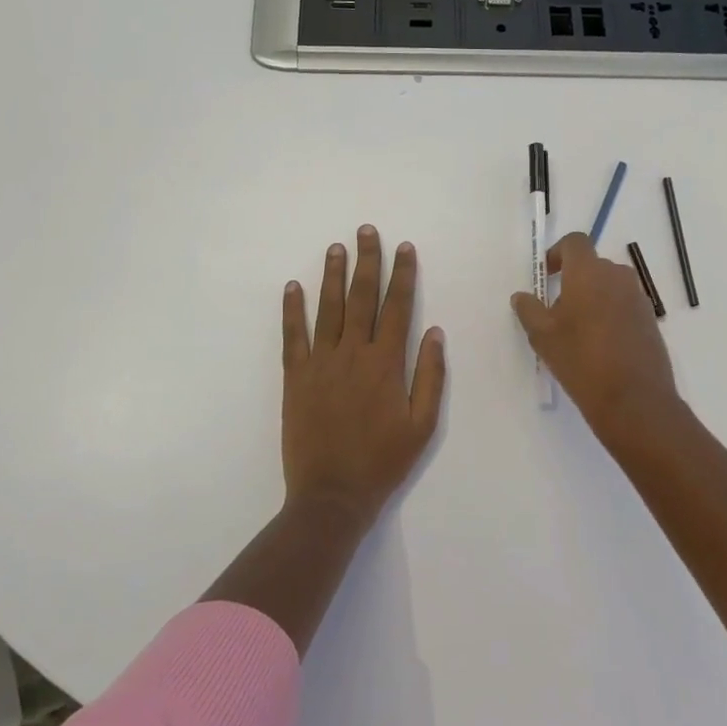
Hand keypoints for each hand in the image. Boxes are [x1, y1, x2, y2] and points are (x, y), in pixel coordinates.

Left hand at [281, 226, 446, 521]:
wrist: (331, 495)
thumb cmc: (383, 462)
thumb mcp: (422, 425)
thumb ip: (430, 376)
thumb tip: (434, 332)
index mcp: (386, 363)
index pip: (397, 307)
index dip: (402, 275)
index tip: (404, 248)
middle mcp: (353, 354)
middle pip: (361, 297)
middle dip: (366, 261)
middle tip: (366, 230)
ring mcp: (320, 363)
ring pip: (327, 309)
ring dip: (332, 275)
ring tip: (336, 247)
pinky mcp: (295, 377)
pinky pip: (293, 336)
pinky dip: (292, 310)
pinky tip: (292, 286)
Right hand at [511, 232, 681, 445]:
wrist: (634, 400)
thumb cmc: (581, 360)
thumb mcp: (542, 336)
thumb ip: (529, 309)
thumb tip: (522, 296)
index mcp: (589, 272)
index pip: (575, 242)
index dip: (558, 253)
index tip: (547, 276)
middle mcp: (618, 276)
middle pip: (592, 265)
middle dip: (574, 281)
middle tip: (557, 312)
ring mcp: (638, 298)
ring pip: (610, 286)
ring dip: (592, 298)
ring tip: (578, 332)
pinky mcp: (650, 320)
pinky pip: (625, 305)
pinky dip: (610, 314)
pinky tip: (600, 346)